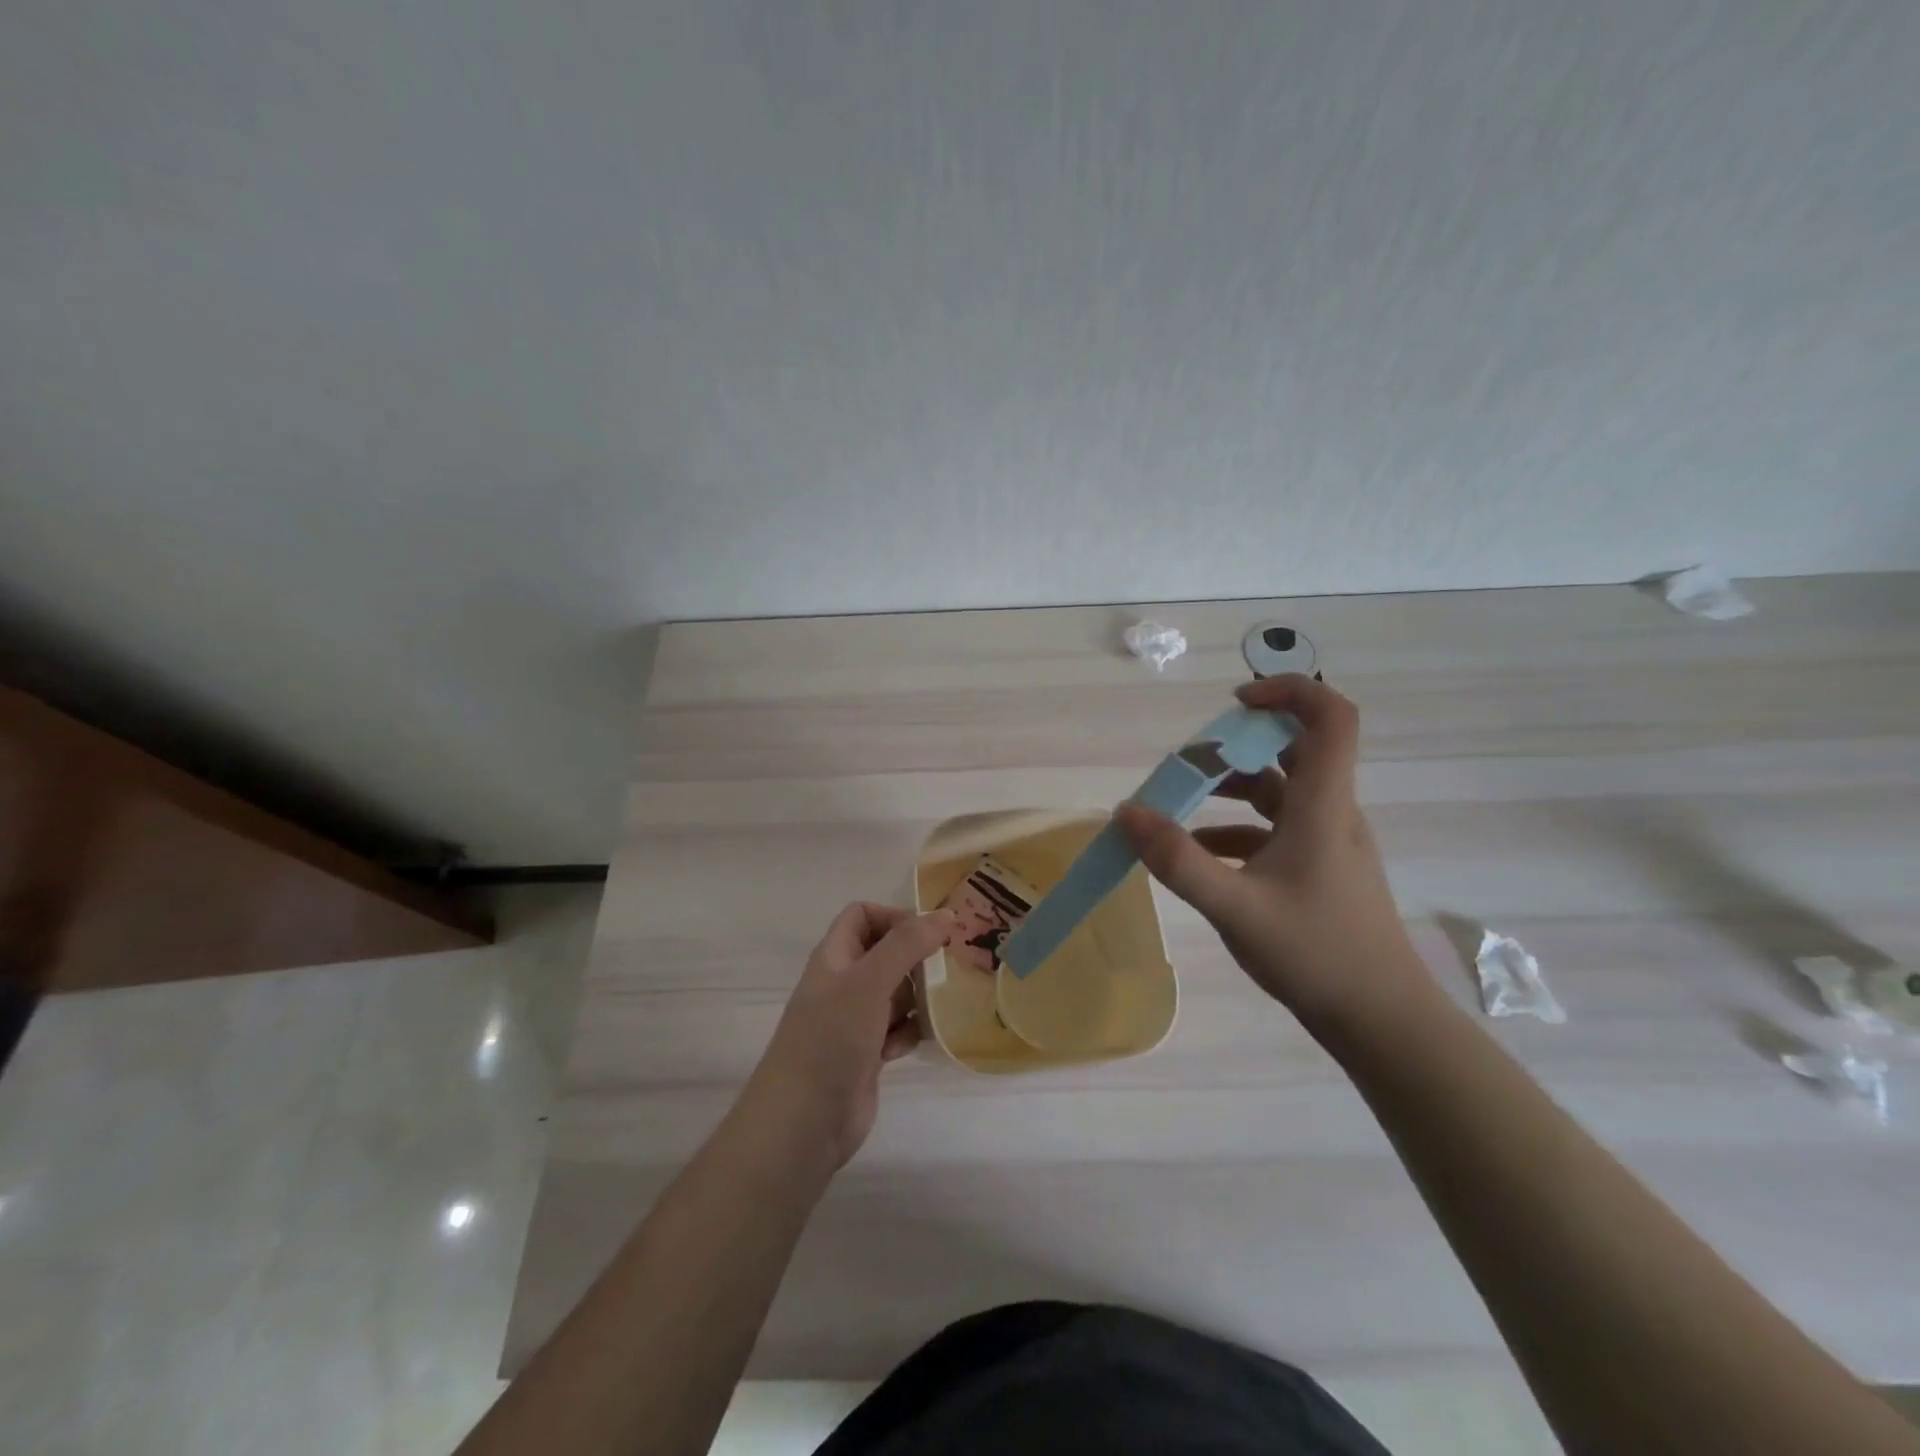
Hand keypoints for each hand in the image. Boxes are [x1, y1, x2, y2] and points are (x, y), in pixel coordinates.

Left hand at [742, 903, 954, 1171]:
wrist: (802, 1122)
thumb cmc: (831, 1039)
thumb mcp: (869, 982)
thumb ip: (907, 944)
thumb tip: (946, 914)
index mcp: (834, 957)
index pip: (863, 915)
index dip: (894, 917)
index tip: (929, 935)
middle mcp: (843, 983)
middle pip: (885, 953)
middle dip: (916, 959)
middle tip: (947, 968)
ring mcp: (854, 1021)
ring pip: (896, 993)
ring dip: (918, 997)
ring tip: (937, 1007)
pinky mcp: (867, 1054)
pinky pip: (898, 1029)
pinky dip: (909, 1032)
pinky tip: (911, 1045)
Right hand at [1115, 675, 1430, 1033]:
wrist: (1380, 1021)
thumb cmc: (1316, 954)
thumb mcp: (1235, 907)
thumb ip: (1178, 860)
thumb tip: (1127, 812)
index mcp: (1322, 807)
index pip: (1331, 717)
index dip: (1289, 690)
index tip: (1235, 702)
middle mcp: (1330, 813)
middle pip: (1295, 748)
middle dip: (1238, 744)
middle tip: (1190, 761)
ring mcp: (1327, 842)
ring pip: (1280, 790)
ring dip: (1232, 787)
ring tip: (1179, 803)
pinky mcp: (1319, 869)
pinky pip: (1275, 829)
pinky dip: (1236, 829)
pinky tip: (1199, 854)